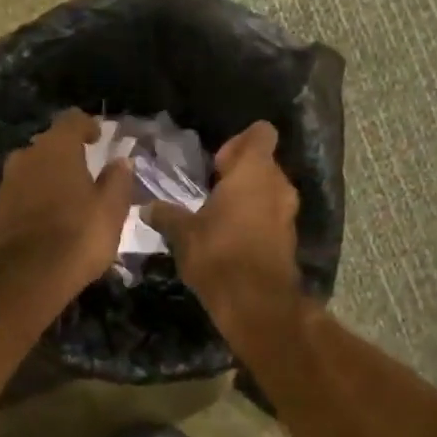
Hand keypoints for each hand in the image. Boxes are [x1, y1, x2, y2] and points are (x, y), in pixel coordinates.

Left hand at [0, 109, 133, 294]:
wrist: (29, 277)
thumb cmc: (79, 236)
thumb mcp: (112, 209)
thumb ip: (118, 180)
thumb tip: (121, 161)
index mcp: (56, 148)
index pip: (71, 120)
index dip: (87, 126)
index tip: (99, 138)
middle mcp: (26, 156)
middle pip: (49, 144)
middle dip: (66, 153)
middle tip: (86, 170)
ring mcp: (7, 183)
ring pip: (32, 169)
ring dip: (49, 176)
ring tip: (68, 195)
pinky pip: (21, 193)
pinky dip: (35, 197)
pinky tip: (49, 216)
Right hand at [146, 121, 299, 321]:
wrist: (256, 302)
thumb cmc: (219, 254)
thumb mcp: (183, 233)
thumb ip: (167, 215)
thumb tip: (147, 207)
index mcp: (254, 171)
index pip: (261, 133)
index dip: (239, 142)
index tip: (217, 163)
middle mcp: (278, 186)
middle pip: (264, 163)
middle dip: (239, 172)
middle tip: (211, 189)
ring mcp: (287, 214)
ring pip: (269, 192)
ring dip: (248, 198)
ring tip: (218, 215)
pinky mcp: (288, 240)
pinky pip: (271, 217)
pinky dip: (255, 221)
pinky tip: (230, 239)